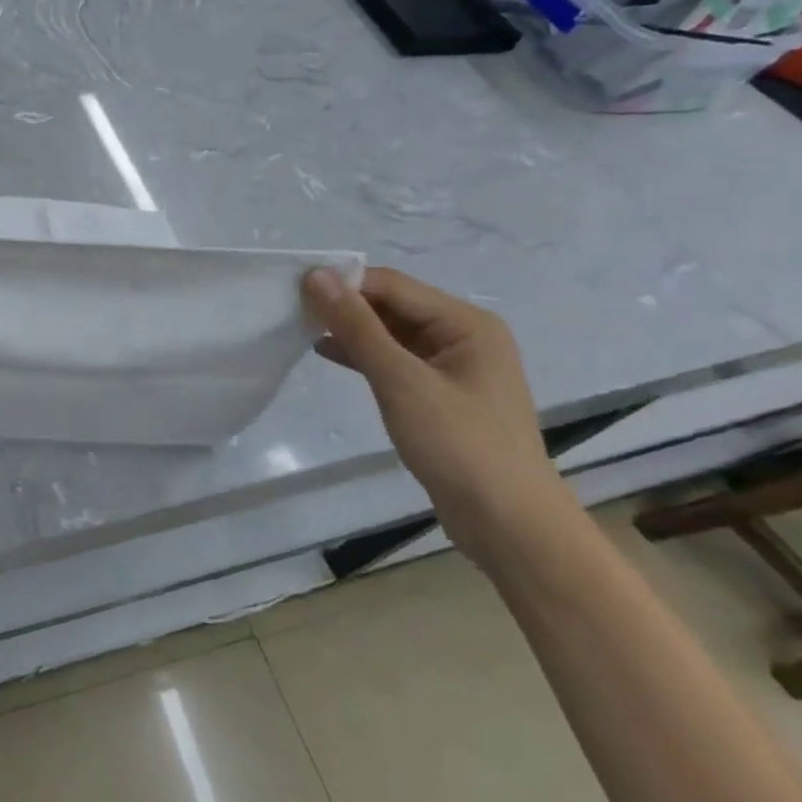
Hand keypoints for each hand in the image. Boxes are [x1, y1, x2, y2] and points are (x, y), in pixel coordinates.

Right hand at [302, 266, 572, 558]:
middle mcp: (464, 336)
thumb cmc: (459, 445)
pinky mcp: (441, 393)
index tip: (294, 289)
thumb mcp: (401, 381)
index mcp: (466, 324)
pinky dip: (363, 355)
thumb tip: (316, 276)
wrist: (508, 525)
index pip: (391, 285)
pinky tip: (329, 353)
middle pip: (392, 305)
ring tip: (302, 328)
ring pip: (391, 332)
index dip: (344, 283)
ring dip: (351, 330)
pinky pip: (395, 359)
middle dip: (345, 306)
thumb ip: (357, 326)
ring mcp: (454, 366)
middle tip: (293, 309)